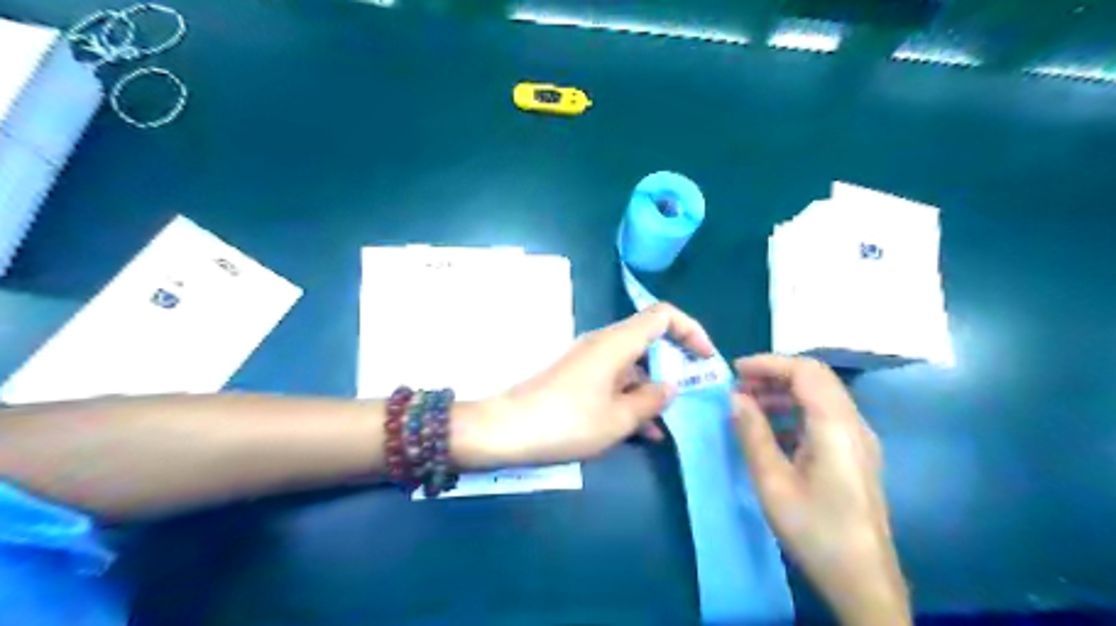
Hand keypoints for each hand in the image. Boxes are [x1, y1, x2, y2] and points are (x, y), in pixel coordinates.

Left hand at [465, 303, 715, 467]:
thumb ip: (650, 400)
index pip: (663, 315)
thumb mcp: (618, 419)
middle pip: (650, 339)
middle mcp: (604, 344)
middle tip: (696, 392)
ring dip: (654, 389)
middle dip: (676, 363)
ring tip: (671, 423)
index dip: (691, 330)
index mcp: (617, 343)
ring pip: (633, 366)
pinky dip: (632, 399)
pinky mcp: (578, 378)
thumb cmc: (566, 422)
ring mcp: (589, 361)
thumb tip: (669, 387)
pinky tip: (644, 432)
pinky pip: (615, 382)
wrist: (507, 430)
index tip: (705, 359)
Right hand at [735, 356, 905, 624]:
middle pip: (816, 378)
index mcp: (836, 427)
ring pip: (821, 396)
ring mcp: (859, 439)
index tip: (736, 372)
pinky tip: (772, 430)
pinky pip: (825, 416)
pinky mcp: (857, 454)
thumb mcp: (772, 482)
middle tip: (739, 388)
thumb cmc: (814, 530)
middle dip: (775, 374)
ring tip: (749, 406)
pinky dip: (796, 410)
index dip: (769, 363)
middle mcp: (854, 424)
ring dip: (785, 392)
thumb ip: (753, 434)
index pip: (805, 371)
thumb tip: (735, 398)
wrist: (864, 580)